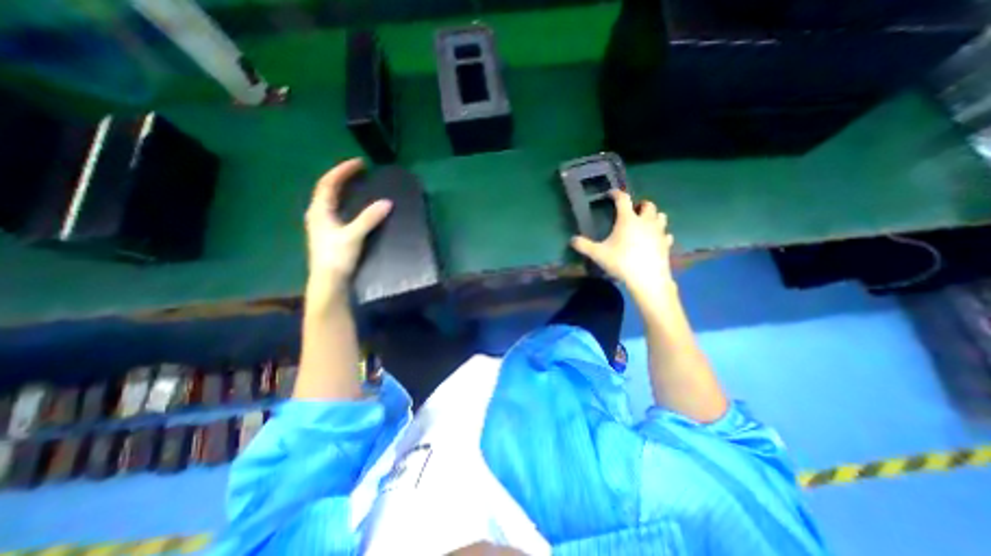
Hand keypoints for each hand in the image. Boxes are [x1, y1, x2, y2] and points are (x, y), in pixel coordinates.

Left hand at [307, 156, 390, 286]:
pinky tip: (353, 206)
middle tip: (359, 171)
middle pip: (327, 188)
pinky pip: (335, 209)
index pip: (329, 183)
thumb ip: (369, 218)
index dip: (343, 170)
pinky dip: (344, 201)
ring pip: (330, 199)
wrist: (328, 280)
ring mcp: (321, 224)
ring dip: (342, 189)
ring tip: (357, 184)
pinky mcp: (328, 233)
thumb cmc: (337, 257)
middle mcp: (317, 214)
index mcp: (320, 210)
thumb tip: (387, 202)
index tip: (359, 163)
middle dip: (341, 177)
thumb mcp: (353, 236)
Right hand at [570, 191, 677, 302]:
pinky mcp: (666, 244)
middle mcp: (645, 221)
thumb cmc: (621, 262)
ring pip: (661, 216)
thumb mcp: (598, 254)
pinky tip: (655, 240)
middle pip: (648, 205)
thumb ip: (584, 245)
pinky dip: (661, 234)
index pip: (623, 199)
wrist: (647, 279)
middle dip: (640, 205)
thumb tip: (572, 240)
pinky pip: (666, 234)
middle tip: (632, 211)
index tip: (611, 194)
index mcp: (628, 220)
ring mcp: (659, 232)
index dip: (616, 194)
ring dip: (653, 216)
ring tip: (645, 223)